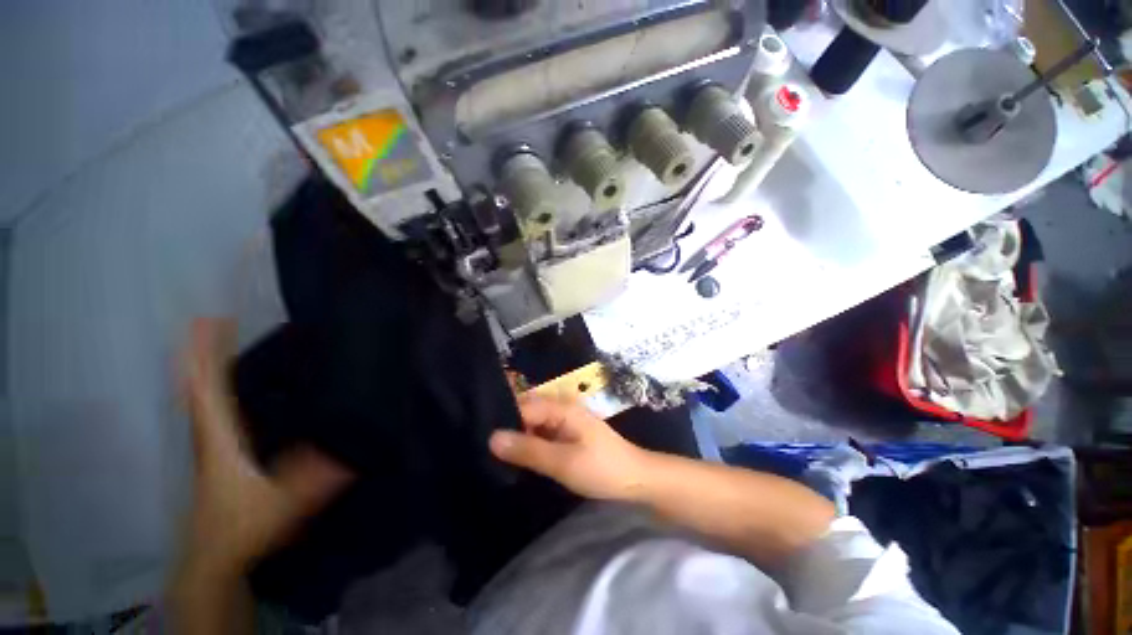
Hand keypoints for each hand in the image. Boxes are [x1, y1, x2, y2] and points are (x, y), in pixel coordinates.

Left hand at [179, 319, 353, 578]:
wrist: (214, 559)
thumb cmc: (244, 529)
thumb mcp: (283, 505)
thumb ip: (313, 480)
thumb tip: (350, 452)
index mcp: (220, 442)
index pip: (209, 392)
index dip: (206, 358)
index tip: (209, 324)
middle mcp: (209, 437)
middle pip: (200, 388)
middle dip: (203, 353)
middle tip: (211, 320)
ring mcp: (209, 446)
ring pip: (202, 399)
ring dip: (206, 370)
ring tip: (217, 342)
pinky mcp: (215, 455)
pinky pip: (209, 412)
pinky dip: (211, 391)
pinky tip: (225, 386)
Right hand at [489, 396, 651, 500]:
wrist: (637, 482)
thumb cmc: (602, 469)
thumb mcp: (562, 462)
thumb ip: (528, 449)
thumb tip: (491, 438)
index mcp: (561, 408)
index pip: (522, 406)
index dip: (502, 420)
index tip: (477, 437)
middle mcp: (561, 410)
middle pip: (527, 413)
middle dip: (507, 428)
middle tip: (481, 450)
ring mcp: (566, 424)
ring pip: (534, 426)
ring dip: (518, 439)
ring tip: (491, 456)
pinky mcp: (569, 438)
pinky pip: (543, 437)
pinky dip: (530, 446)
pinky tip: (516, 460)